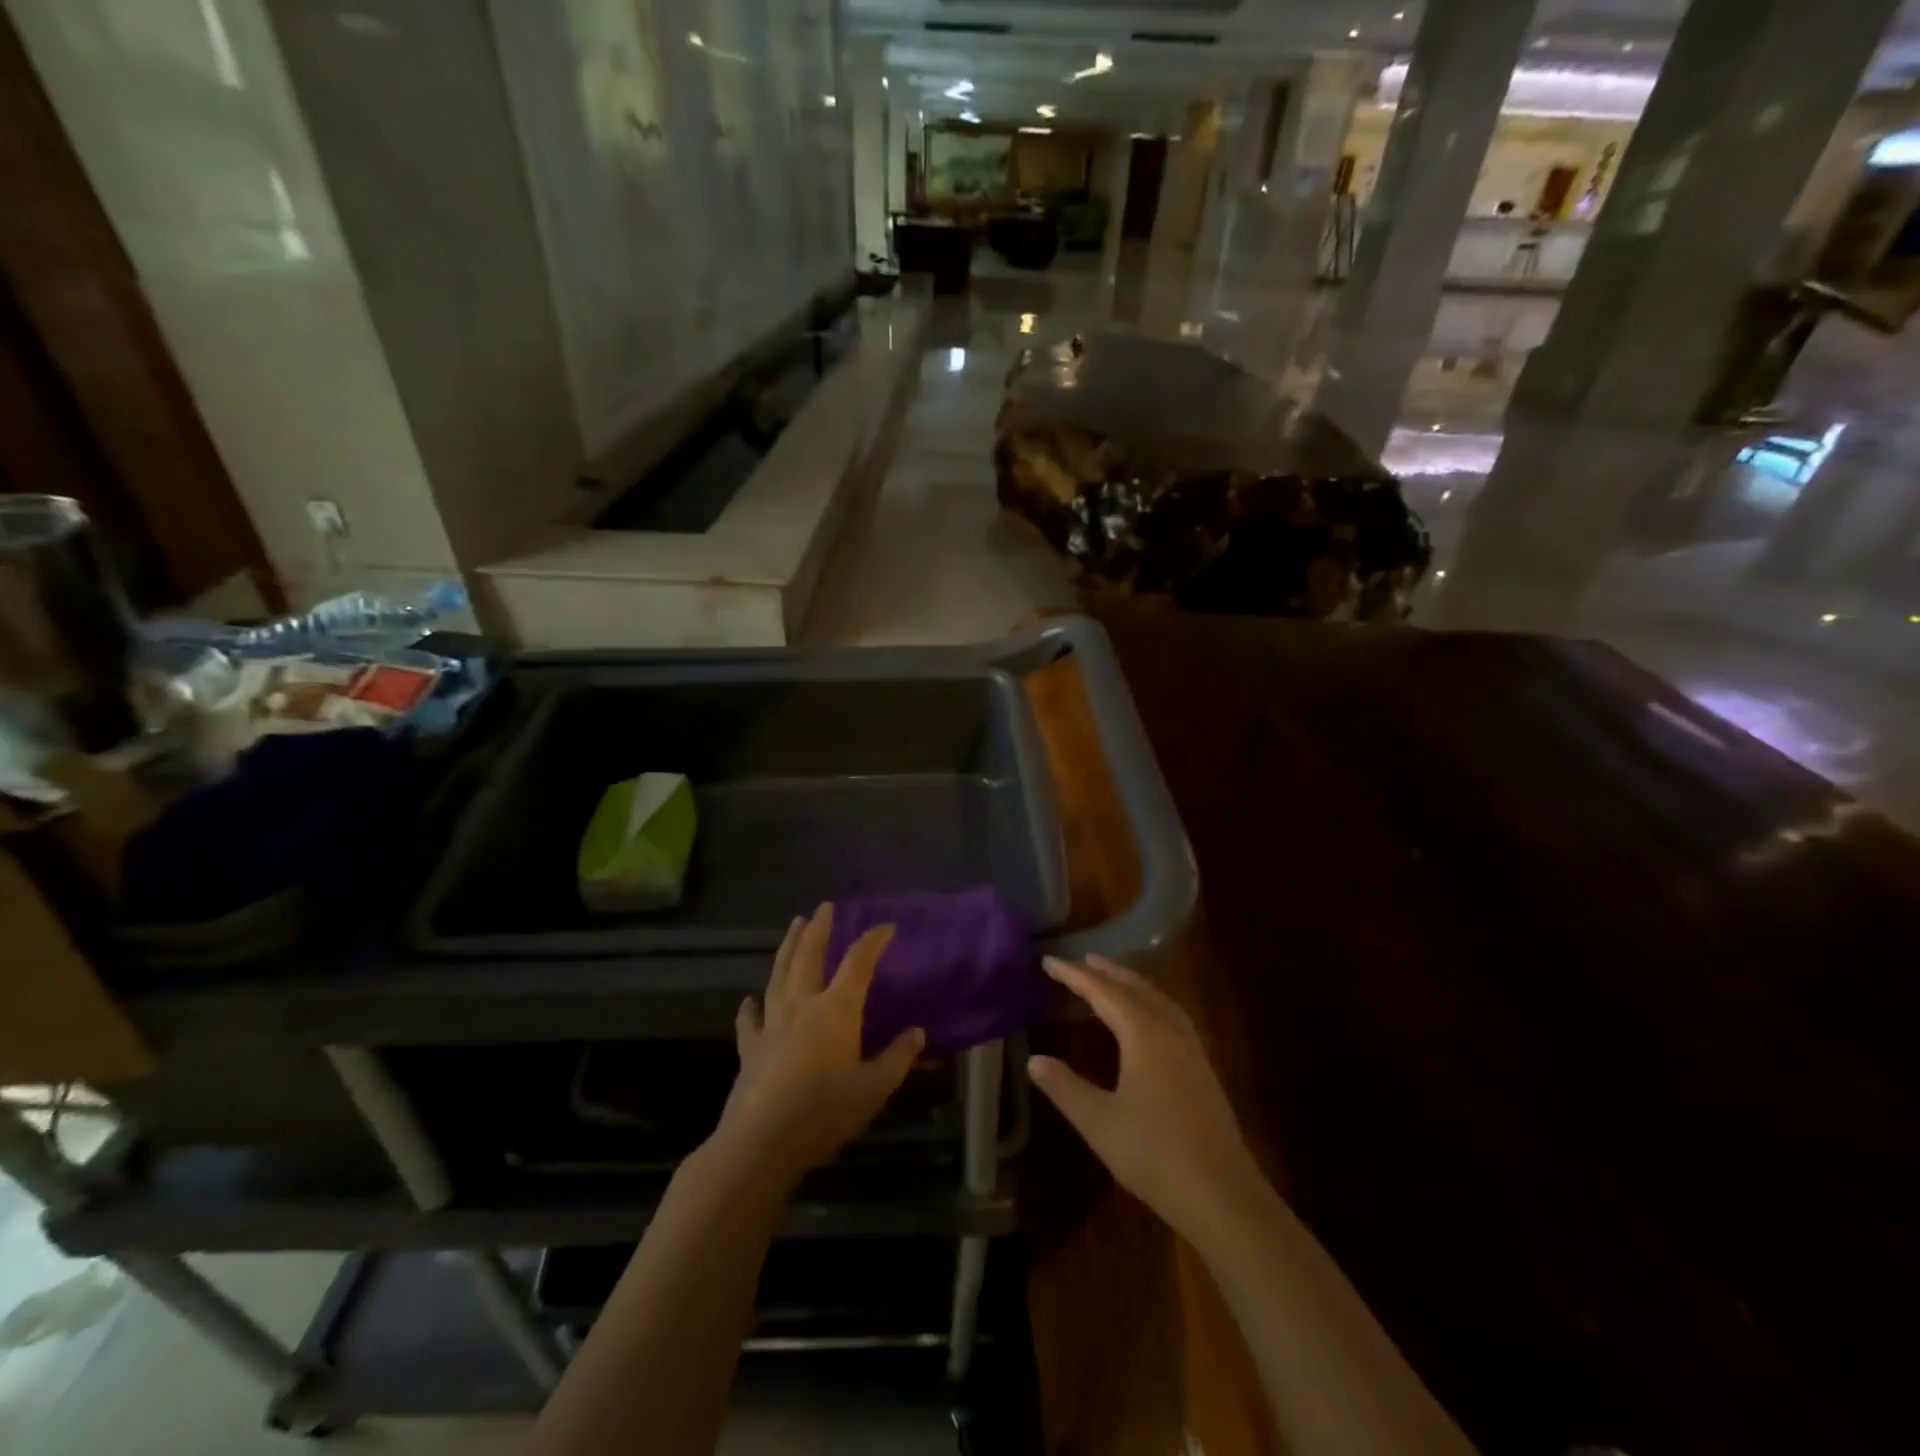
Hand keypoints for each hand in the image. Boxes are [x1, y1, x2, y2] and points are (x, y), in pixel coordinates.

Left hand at [713, 904, 925, 1187]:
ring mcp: (772, 1024)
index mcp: (836, 1010)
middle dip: (819, 929)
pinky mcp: (750, 1048)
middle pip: (810, 956)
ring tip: (794, 926)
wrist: (761, 1142)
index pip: (858, 963)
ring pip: (779, 975)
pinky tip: (748, 1000)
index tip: (887, 927)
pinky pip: (750, 1020)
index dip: (873, 941)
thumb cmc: (824, 1113)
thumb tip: (918, 1033)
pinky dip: (750, 1008)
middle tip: (824, 906)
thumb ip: (897, 1058)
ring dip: (788, 947)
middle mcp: (802, 1005)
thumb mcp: (873, 1089)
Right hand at [1029, 955, 1262, 1240]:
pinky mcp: (1202, 1066)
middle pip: (1134, 987)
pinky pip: (1171, 1014)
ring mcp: (1191, 1048)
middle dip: (1105, 972)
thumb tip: (1034, 1060)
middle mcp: (1169, 1030)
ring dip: (1131, 983)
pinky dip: (1150, 1000)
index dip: (1074, 975)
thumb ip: (1065, 1088)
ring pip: (1157, 998)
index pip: (1102, 992)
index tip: (1049, 960)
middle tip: (1080, 960)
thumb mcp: (1099, 1122)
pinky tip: (1147, 1016)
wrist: (1222, 1194)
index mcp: (1143, 1034)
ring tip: (1111, 978)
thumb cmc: (1155, 1154)